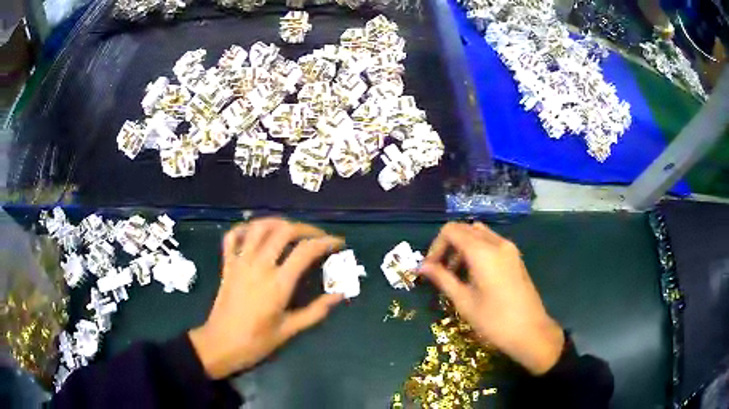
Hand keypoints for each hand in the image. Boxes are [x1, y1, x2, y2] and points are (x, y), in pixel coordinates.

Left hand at [189, 218, 344, 378]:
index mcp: (278, 283)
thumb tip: (340, 294)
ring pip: (259, 227)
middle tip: (317, 237)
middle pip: (284, 231)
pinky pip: (233, 237)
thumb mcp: (290, 330)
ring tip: (291, 230)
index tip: (338, 242)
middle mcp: (259, 266)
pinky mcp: (227, 265)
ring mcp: (240, 262)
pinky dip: (245, 229)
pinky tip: (256, 233)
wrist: (220, 345)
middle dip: (306, 228)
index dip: (326, 242)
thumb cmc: (257, 342)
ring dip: (278, 222)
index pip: (306, 251)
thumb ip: (317, 311)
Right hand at [419, 222, 564, 374]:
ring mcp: (509, 249)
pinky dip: (477, 250)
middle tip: (440, 270)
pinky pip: (491, 243)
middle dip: (448, 245)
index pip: (451, 231)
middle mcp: (497, 243)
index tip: (430, 268)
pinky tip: (474, 275)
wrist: (530, 331)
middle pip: (465, 229)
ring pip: (479, 234)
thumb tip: (421, 267)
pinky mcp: (515, 257)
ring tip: (456, 274)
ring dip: (463, 247)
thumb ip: (442, 279)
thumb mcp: (464, 301)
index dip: (436, 246)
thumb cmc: (494, 320)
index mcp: (483, 252)